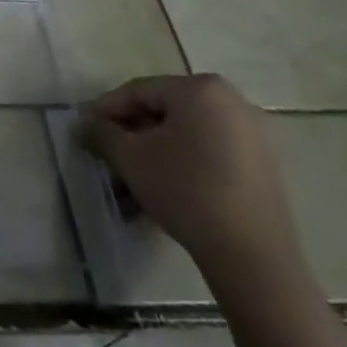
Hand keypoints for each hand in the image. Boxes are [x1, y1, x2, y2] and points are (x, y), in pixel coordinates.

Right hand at [78, 73, 346, 346]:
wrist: (253, 257)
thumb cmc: (186, 191)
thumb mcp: (131, 159)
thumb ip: (102, 133)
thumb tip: (83, 124)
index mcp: (199, 88)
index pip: (138, 91)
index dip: (106, 110)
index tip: (84, 129)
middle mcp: (230, 100)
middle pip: (164, 111)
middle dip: (131, 134)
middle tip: (107, 155)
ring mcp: (252, 133)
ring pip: (186, 134)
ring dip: (154, 152)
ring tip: (130, 179)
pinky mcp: (262, 164)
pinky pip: (209, 152)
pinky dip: (182, 163)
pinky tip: (163, 189)